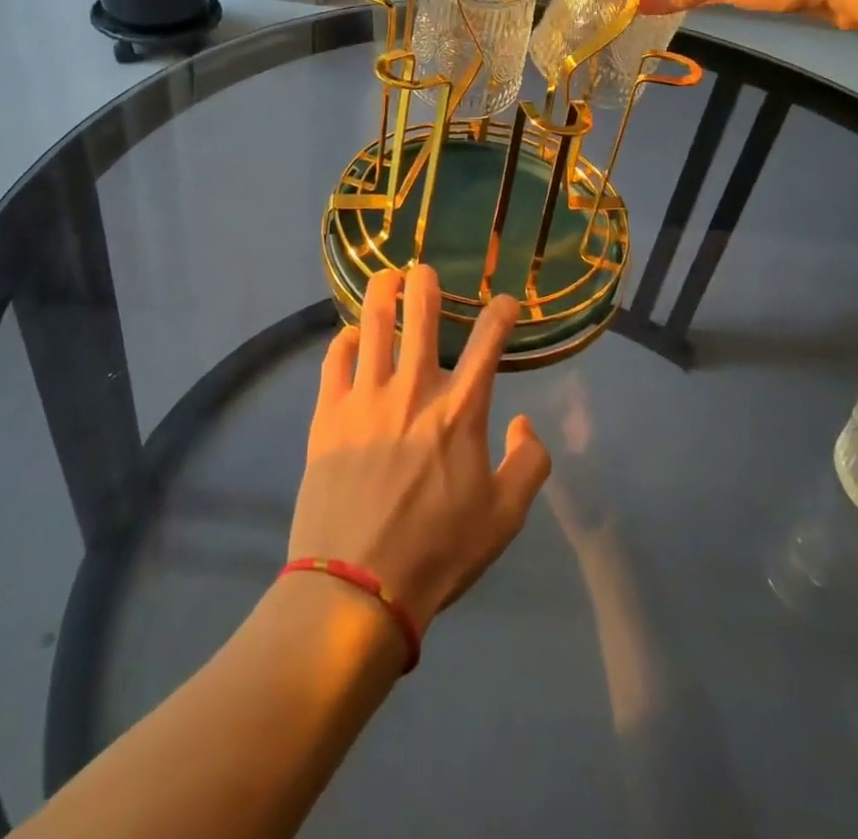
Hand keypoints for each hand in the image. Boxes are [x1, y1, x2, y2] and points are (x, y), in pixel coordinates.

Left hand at [290, 266, 550, 634]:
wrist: (358, 587)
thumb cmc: (439, 552)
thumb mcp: (506, 517)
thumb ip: (530, 463)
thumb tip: (525, 424)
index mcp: (460, 410)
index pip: (488, 342)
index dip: (500, 313)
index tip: (505, 302)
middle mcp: (414, 389)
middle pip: (420, 316)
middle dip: (426, 284)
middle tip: (424, 270)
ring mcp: (366, 397)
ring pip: (373, 325)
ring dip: (381, 294)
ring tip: (385, 277)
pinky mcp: (327, 413)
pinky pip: (334, 360)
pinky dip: (344, 341)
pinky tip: (349, 337)